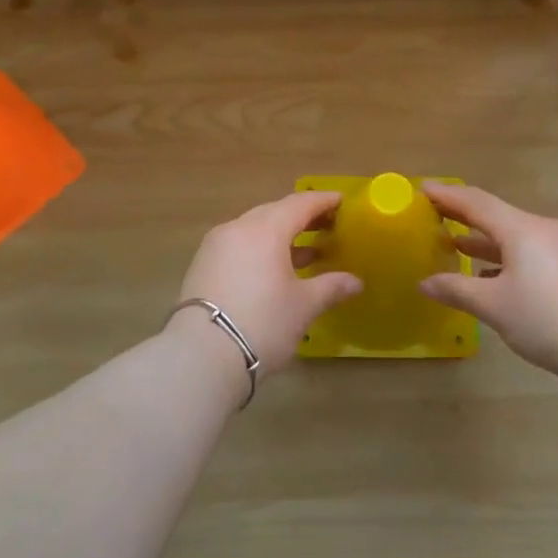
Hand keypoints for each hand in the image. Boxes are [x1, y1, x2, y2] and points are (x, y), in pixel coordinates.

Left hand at [175, 191, 362, 374]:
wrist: (201, 357)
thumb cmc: (262, 323)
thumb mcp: (303, 306)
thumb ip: (331, 287)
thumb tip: (355, 282)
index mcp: (265, 229)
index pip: (299, 204)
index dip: (323, 201)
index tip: (341, 201)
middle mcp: (238, 228)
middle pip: (274, 212)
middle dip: (302, 217)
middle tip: (327, 225)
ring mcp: (215, 246)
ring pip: (254, 230)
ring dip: (281, 236)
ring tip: (307, 252)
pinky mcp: (202, 267)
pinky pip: (239, 246)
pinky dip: (261, 250)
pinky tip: (275, 270)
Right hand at [418, 184, 557, 373]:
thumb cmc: (546, 321)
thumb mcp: (493, 306)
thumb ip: (456, 290)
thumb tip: (424, 283)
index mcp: (522, 229)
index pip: (476, 202)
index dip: (447, 195)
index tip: (422, 189)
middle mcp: (543, 229)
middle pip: (496, 215)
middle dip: (463, 216)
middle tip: (433, 214)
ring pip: (515, 235)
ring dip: (484, 240)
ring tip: (455, 245)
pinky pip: (531, 250)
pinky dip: (506, 257)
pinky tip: (492, 277)